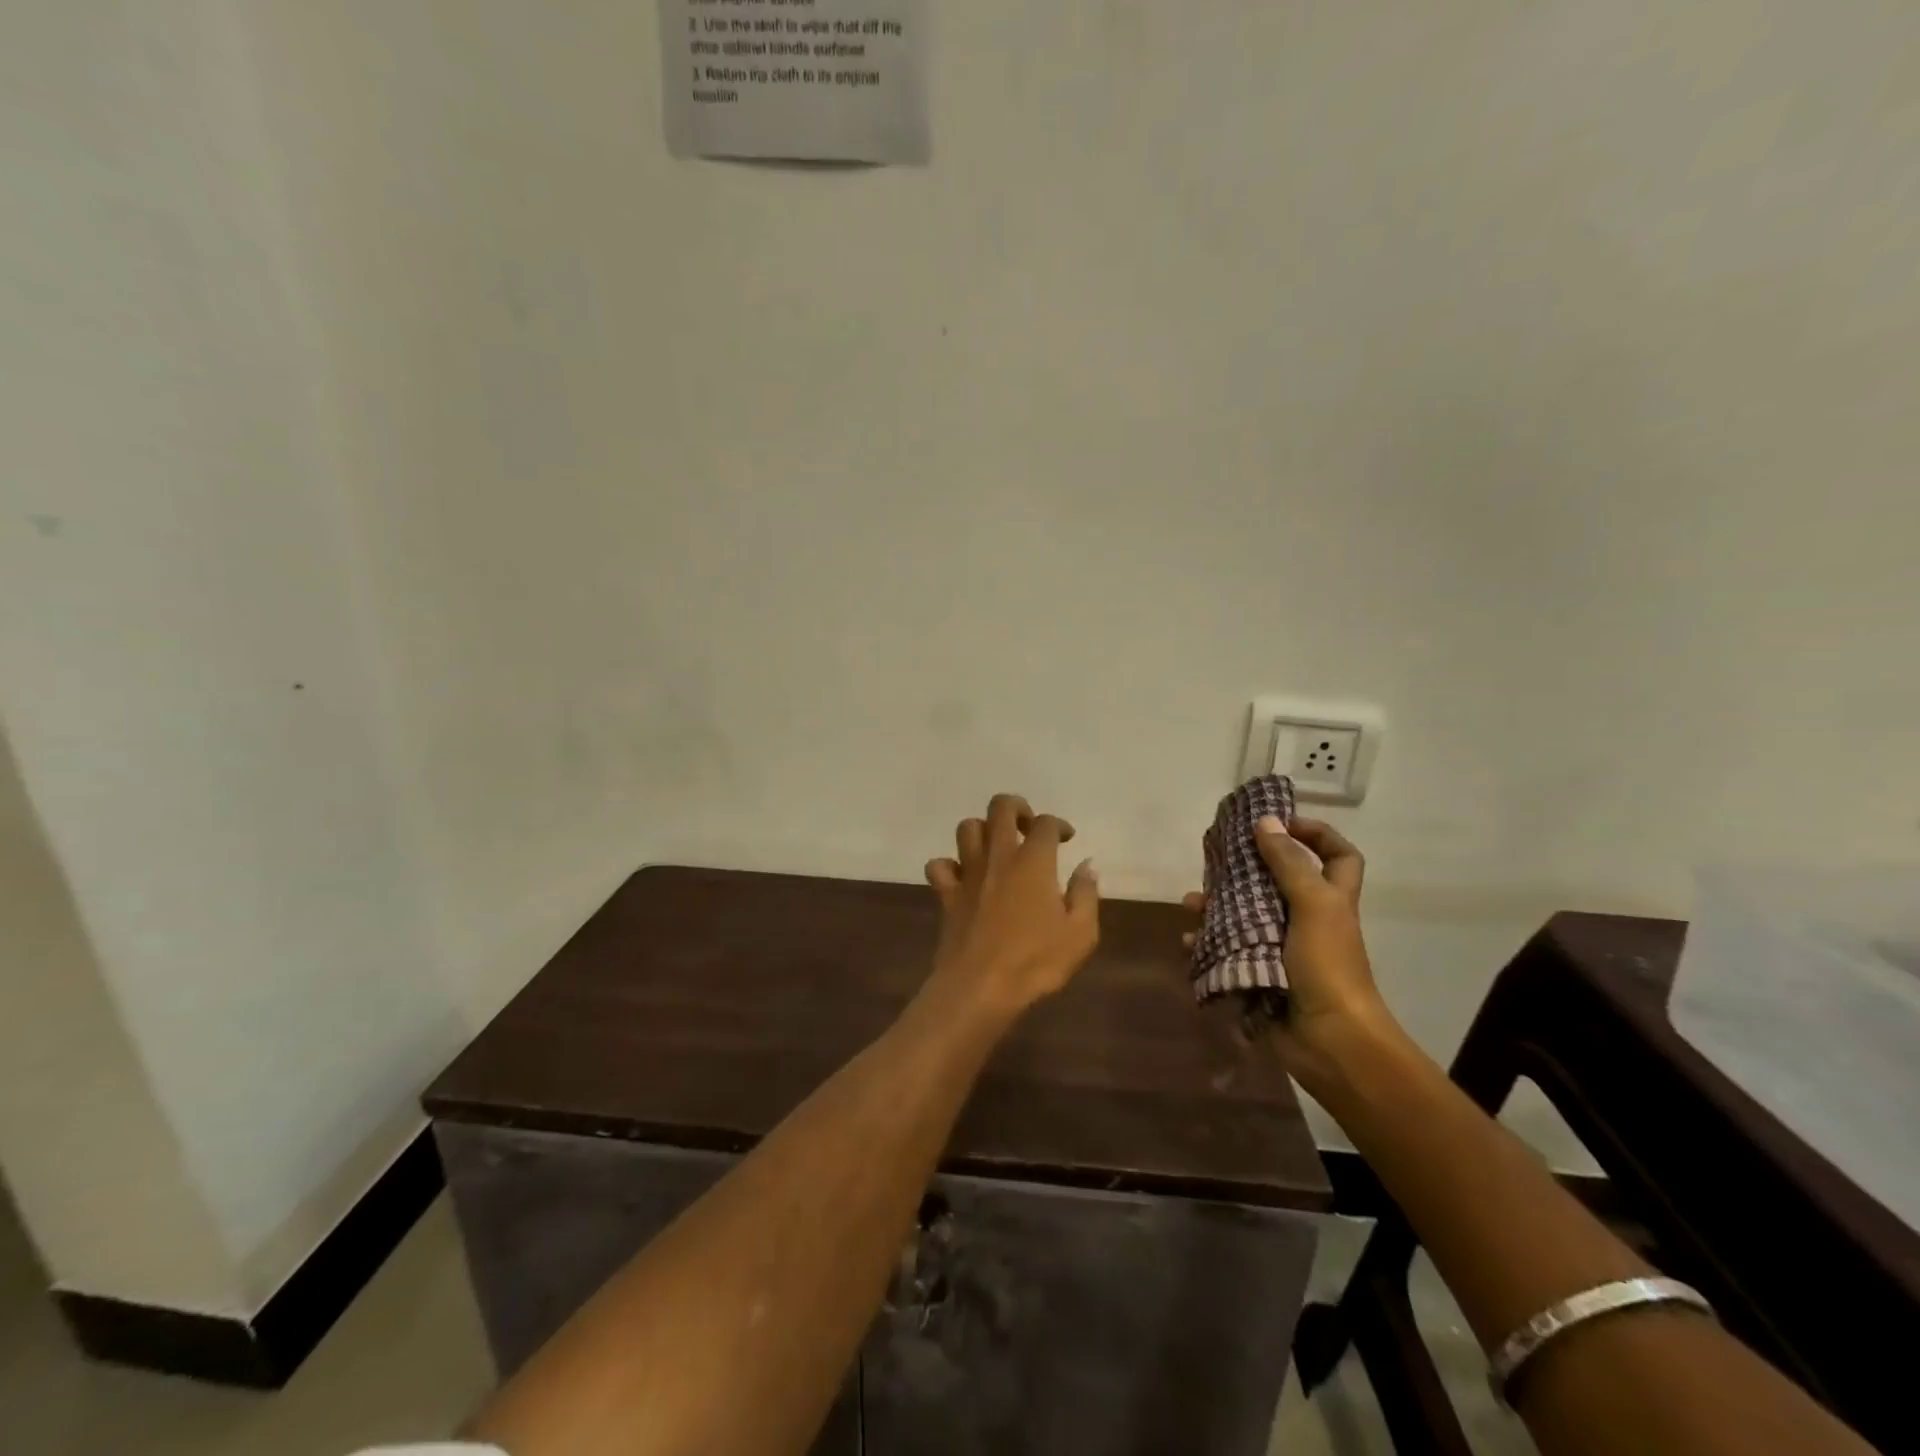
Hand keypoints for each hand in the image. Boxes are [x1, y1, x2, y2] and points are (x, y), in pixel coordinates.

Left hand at [924, 793, 1100, 1013]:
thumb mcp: (1080, 933)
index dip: (1059, 825)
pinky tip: (963, 878)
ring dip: (982, 830)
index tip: (1066, 839)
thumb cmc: (1035, 961)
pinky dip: (949, 865)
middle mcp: (999, 857)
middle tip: (1028, 827)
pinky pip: (939, 866)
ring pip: (967, 828)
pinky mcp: (947, 894)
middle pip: (1000, 808)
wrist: (980, 987)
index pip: (1046, 823)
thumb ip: (1086, 894)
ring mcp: (968, 873)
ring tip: (997, 847)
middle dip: (1017, 807)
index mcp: (1034, 862)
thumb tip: (1086, 865)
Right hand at [1184, 816, 1397, 1090]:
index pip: (1338, 856)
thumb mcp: (1314, 905)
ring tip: (1191, 903)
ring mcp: (1282, 948)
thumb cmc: (1328, 966)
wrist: (1330, 1041)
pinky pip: (1228, 950)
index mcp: (1331, 900)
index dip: (1317, 834)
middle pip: (1278, 881)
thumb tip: (1266, 821)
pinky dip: (1207, 944)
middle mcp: (1308, 919)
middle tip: (1217, 859)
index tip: (1281, 824)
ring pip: (1245, 915)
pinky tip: (1190, 941)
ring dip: (1217, 907)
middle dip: (1246, 869)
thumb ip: (1289, 864)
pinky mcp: (1259, 973)